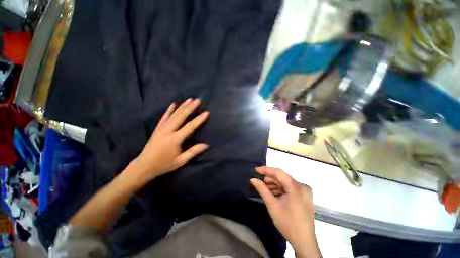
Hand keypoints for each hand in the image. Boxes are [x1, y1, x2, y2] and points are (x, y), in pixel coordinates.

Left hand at [131, 99, 208, 184]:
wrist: (144, 166)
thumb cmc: (164, 164)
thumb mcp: (181, 161)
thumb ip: (193, 152)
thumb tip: (207, 145)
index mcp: (175, 139)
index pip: (190, 127)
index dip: (199, 119)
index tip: (206, 112)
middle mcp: (168, 131)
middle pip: (181, 116)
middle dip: (190, 107)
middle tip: (198, 100)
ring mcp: (162, 128)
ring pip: (173, 114)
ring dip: (182, 106)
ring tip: (189, 99)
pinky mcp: (157, 128)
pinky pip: (164, 117)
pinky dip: (169, 110)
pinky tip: (173, 104)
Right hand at [251, 167, 318, 256]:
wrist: (304, 242)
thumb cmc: (288, 223)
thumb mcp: (272, 205)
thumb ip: (262, 189)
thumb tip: (253, 179)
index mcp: (296, 186)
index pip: (278, 172)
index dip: (266, 170)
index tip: (256, 170)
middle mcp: (302, 186)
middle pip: (283, 178)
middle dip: (270, 179)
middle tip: (259, 182)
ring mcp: (305, 192)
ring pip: (286, 184)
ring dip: (275, 185)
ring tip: (264, 188)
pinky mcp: (304, 197)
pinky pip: (290, 189)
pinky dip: (281, 190)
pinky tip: (273, 193)